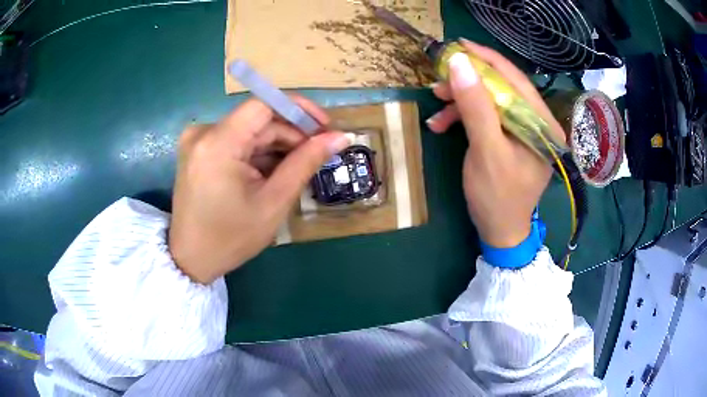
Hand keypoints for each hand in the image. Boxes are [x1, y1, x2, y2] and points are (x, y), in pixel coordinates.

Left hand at [169, 96, 352, 283]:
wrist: (191, 259)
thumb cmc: (231, 237)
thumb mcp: (274, 201)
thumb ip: (306, 162)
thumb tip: (341, 136)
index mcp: (218, 143)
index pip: (264, 104)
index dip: (299, 109)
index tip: (325, 127)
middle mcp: (203, 132)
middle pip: (258, 120)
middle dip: (291, 134)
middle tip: (317, 155)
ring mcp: (198, 141)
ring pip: (249, 131)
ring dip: (276, 146)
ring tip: (298, 169)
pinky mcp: (198, 150)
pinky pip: (236, 141)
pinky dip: (258, 153)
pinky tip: (273, 173)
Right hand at [426, 40, 564, 247]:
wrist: (500, 232)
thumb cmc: (498, 197)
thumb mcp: (486, 151)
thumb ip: (476, 107)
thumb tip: (460, 63)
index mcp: (541, 125)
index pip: (516, 80)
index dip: (488, 59)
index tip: (459, 45)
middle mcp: (536, 122)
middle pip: (502, 87)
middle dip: (468, 81)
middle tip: (439, 80)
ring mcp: (522, 130)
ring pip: (490, 100)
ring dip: (461, 100)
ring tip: (436, 104)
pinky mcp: (508, 137)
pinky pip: (486, 116)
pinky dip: (463, 116)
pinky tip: (442, 124)